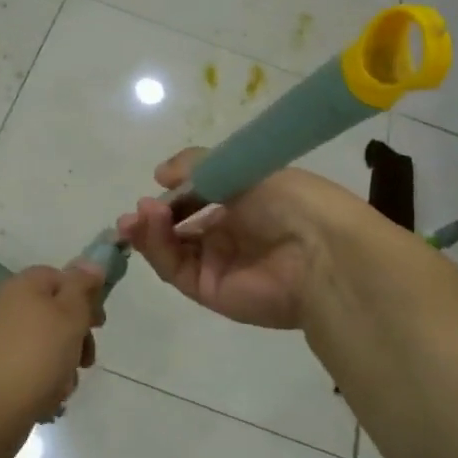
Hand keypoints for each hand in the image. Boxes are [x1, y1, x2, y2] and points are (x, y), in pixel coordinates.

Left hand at [0, 263, 102, 434]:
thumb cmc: (36, 355)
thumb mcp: (70, 314)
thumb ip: (82, 287)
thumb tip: (90, 263)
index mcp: (22, 286)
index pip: (59, 277)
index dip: (84, 296)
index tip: (99, 323)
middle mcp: (6, 307)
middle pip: (53, 313)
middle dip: (76, 337)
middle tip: (87, 360)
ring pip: (44, 346)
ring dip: (62, 365)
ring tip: (64, 386)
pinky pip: (28, 369)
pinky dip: (42, 382)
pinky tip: (47, 400)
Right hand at [114, 148, 364, 329]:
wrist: (320, 251)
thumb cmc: (288, 200)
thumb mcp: (243, 167)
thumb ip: (198, 166)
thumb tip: (160, 174)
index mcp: (245, 204)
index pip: (199, 199)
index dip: (175, 193)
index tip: (158, 182)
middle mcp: (231, 236)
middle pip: (180, 228)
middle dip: (154, 217)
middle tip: (137, 209)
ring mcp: (219, 265)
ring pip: (172, 249)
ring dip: (149, 231)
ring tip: (137, 215)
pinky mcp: (210, 291)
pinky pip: (175, 269)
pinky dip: (156, 247)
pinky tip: (148, 224)